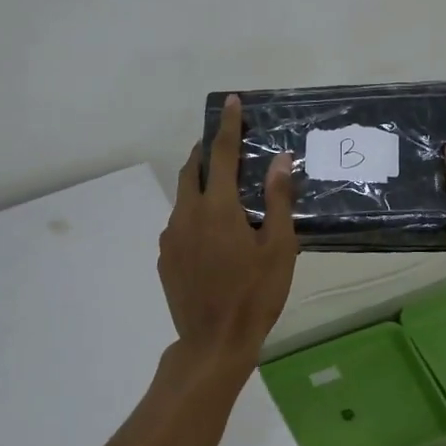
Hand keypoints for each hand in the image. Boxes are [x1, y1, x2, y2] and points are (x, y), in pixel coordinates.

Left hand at [159, 94, 298, 372]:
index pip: (221, 153)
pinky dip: (193, 214)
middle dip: (205, 151)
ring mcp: (171, 237)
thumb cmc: (255, 295)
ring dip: (199, 184)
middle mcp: (187, 214)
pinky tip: (211, 235)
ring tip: (222, 193)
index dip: (227, 125)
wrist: (213, 343)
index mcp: (217, 208)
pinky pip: (178, 223)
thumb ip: (278, 200)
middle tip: (223, 146)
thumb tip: (280, 160)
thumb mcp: (279, 248)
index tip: (230, 102)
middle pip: (191, 170)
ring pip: (182, 197)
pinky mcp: (164, 257)